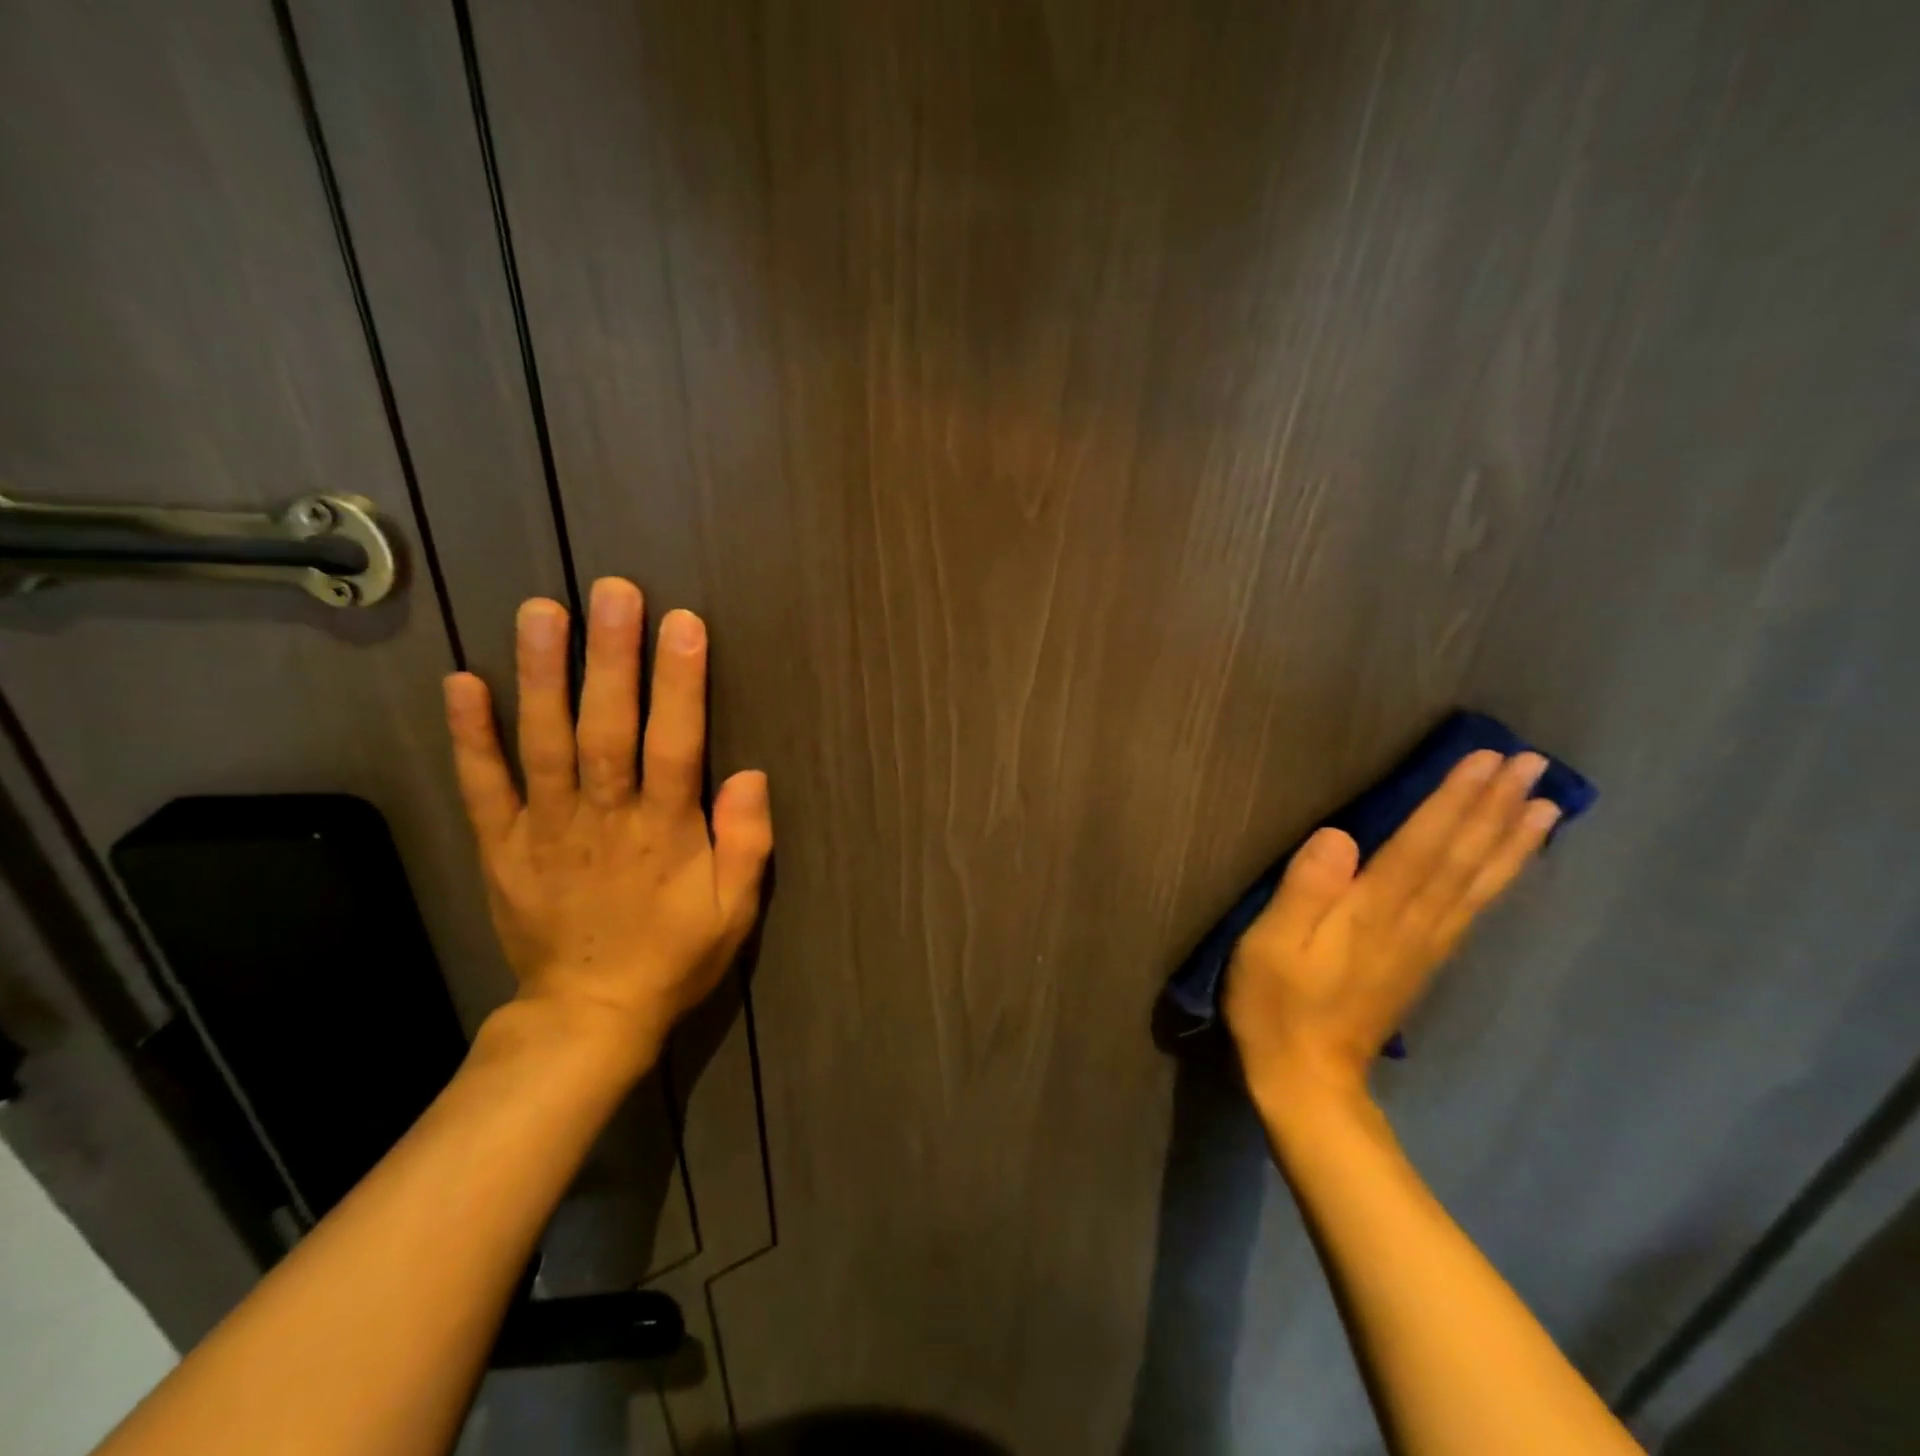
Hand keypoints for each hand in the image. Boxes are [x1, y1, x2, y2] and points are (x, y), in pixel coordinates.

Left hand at [441, 578, 772, 1067]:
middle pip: (606, 729)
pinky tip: (462, 682)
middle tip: (613, 591)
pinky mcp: (501, 846)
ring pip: (543, 743)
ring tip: (542, 612)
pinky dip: (469, 736)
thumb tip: (750, 774)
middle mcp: (604, 818)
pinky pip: (483, 786)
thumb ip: (748, 844)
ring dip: (541, 676)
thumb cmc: (675, 955)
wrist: (589, 1014)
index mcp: (665, 833)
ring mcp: (545, 829)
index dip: (681, 684)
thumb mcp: (736, 911)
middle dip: (611, 658)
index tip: (684, 624)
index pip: (676, 745)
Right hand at [1225, 751, 1559, 1109]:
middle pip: (1462, 858)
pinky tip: (1511, 863)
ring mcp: (1425, 945)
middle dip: (1495, 808)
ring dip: (1512, 841)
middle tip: (1533, 764)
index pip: (1422, 845)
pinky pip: (1474, 910)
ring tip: (1546, 805)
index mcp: (1371, 912)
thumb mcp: (1271, 945)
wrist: (1308, 1078)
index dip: (1453, 800)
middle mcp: (1412, 923)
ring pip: (1479, 883)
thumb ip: (1305, 890)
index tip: (1486, 759)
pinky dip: (1500, 879)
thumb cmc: (1277, 1004)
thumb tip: (1339, 836)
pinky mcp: (1425, 962)